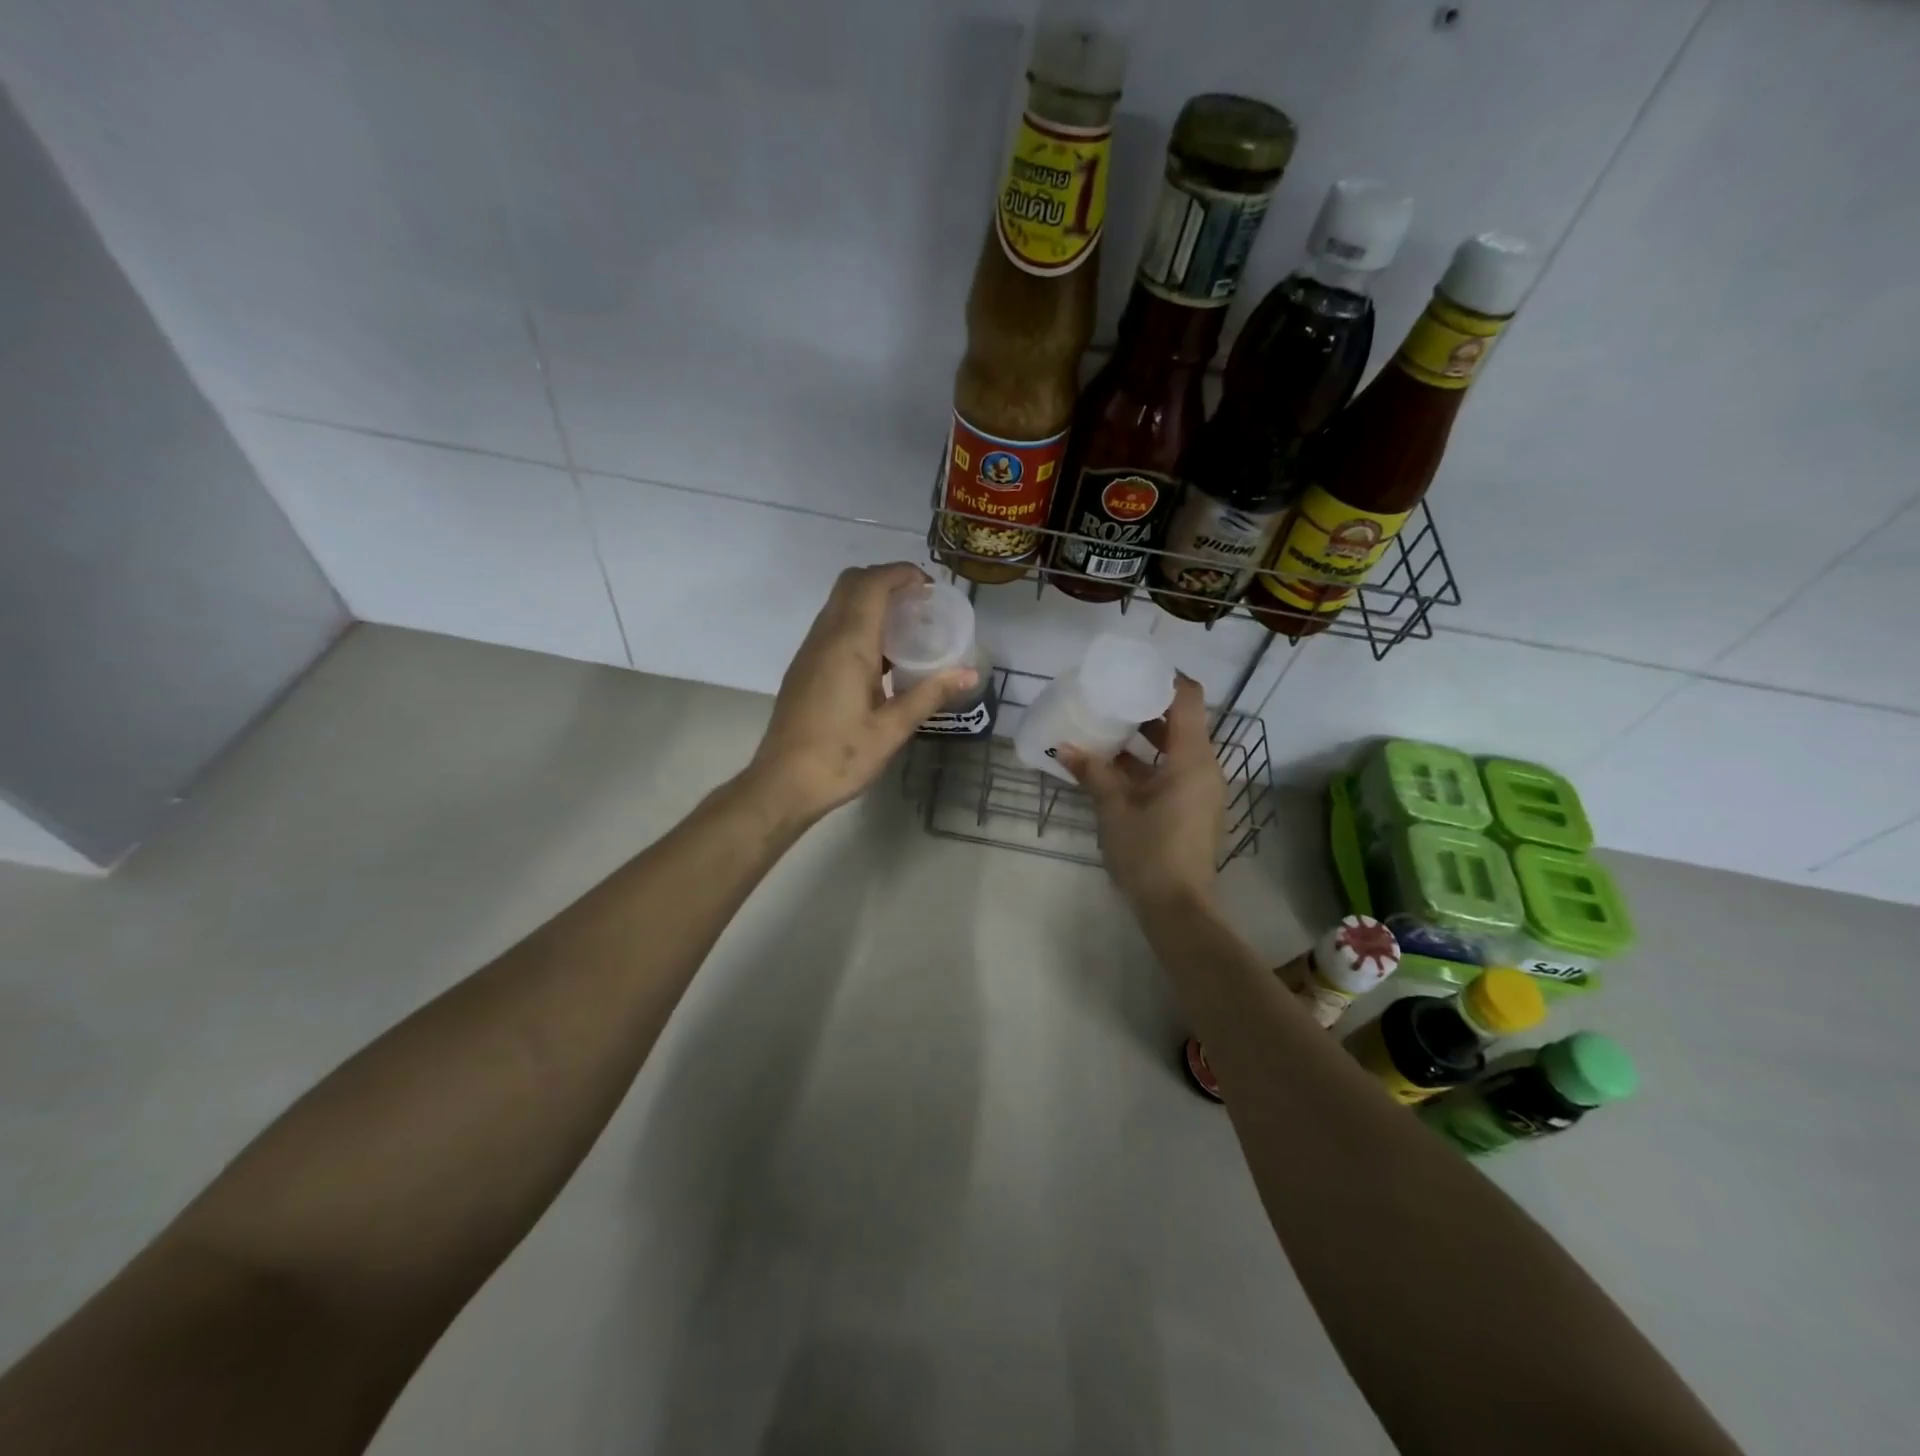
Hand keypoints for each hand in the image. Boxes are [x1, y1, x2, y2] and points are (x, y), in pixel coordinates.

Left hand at [747, 563, 977, 822]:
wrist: (783, 783)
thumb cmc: (840, 756)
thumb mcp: (892, 729)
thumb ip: (930, 695)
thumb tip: (969, 673)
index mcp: (848, 644)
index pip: (872, 584)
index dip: (901, 574)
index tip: (929, 588)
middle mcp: (825, 637)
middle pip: (851, 583)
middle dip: (886, 580)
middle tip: (919, 604)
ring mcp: (810, 651)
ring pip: (839, 603)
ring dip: (870, 600)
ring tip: (906, 627)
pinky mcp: (804, 667)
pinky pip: (832, 626)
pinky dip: (858, 621)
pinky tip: (880, 656)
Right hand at [1059, 674, 1225, 910]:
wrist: (1178, 909)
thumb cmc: (1149, 852)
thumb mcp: (1115, 809)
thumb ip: (1093, 772)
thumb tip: (1063, 747)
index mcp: (1192, 758)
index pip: (1188, 698)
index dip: (1165, 678)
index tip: (1133, 670)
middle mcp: (1204, 768)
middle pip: (1181, 721)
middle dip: (1146, 708)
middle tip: (1109, 698)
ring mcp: (1201, 790)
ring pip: (1175, 749)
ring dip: (1144, 738)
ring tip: (1106, 728)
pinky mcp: (1194, 809)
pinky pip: (1173, 772)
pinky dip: (1148, 764)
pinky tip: (1113, 767)